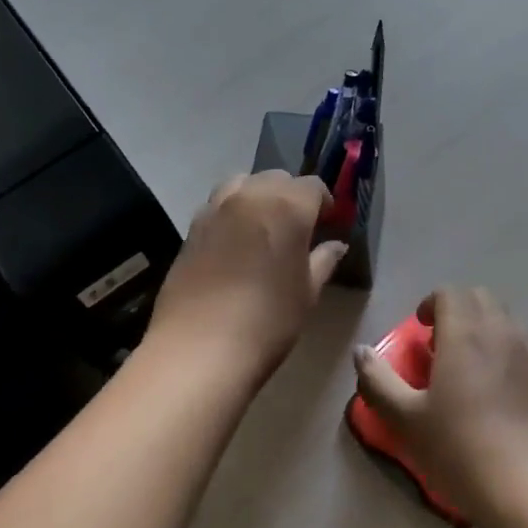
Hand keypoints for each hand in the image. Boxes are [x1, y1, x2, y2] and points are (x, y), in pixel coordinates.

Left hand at [148, 172, 348, 385]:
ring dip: (258, 196)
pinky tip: (236, 242)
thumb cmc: (267, 321)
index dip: (324, 202)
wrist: (199, 348)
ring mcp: (215, 209)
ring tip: (264, 226)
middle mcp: (250, 196)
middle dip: (291, 196)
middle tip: (299, 227)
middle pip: (276, 179)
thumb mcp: (307, 293)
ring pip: (242, 184)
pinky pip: (218, 205)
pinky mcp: (191, 228)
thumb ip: (323, 261)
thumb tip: (335, 245)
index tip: (328, 224)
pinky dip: (232, 212)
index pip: (312, 186)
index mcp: (287, 207)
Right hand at [352, 287, 527, 527]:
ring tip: (469, 368)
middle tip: (440, 345)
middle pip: (481, 298)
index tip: (420, 332)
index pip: (450, 292)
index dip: (431, 304)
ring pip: (507, 321)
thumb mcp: (406, 420)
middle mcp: (503, 333)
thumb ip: (378, 381)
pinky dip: (507, 355)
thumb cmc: (463, 450)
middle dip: (458, 310)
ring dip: (485, 329)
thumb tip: (361, 351)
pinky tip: (497, 397)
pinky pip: (526, 351)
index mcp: (466, 333)